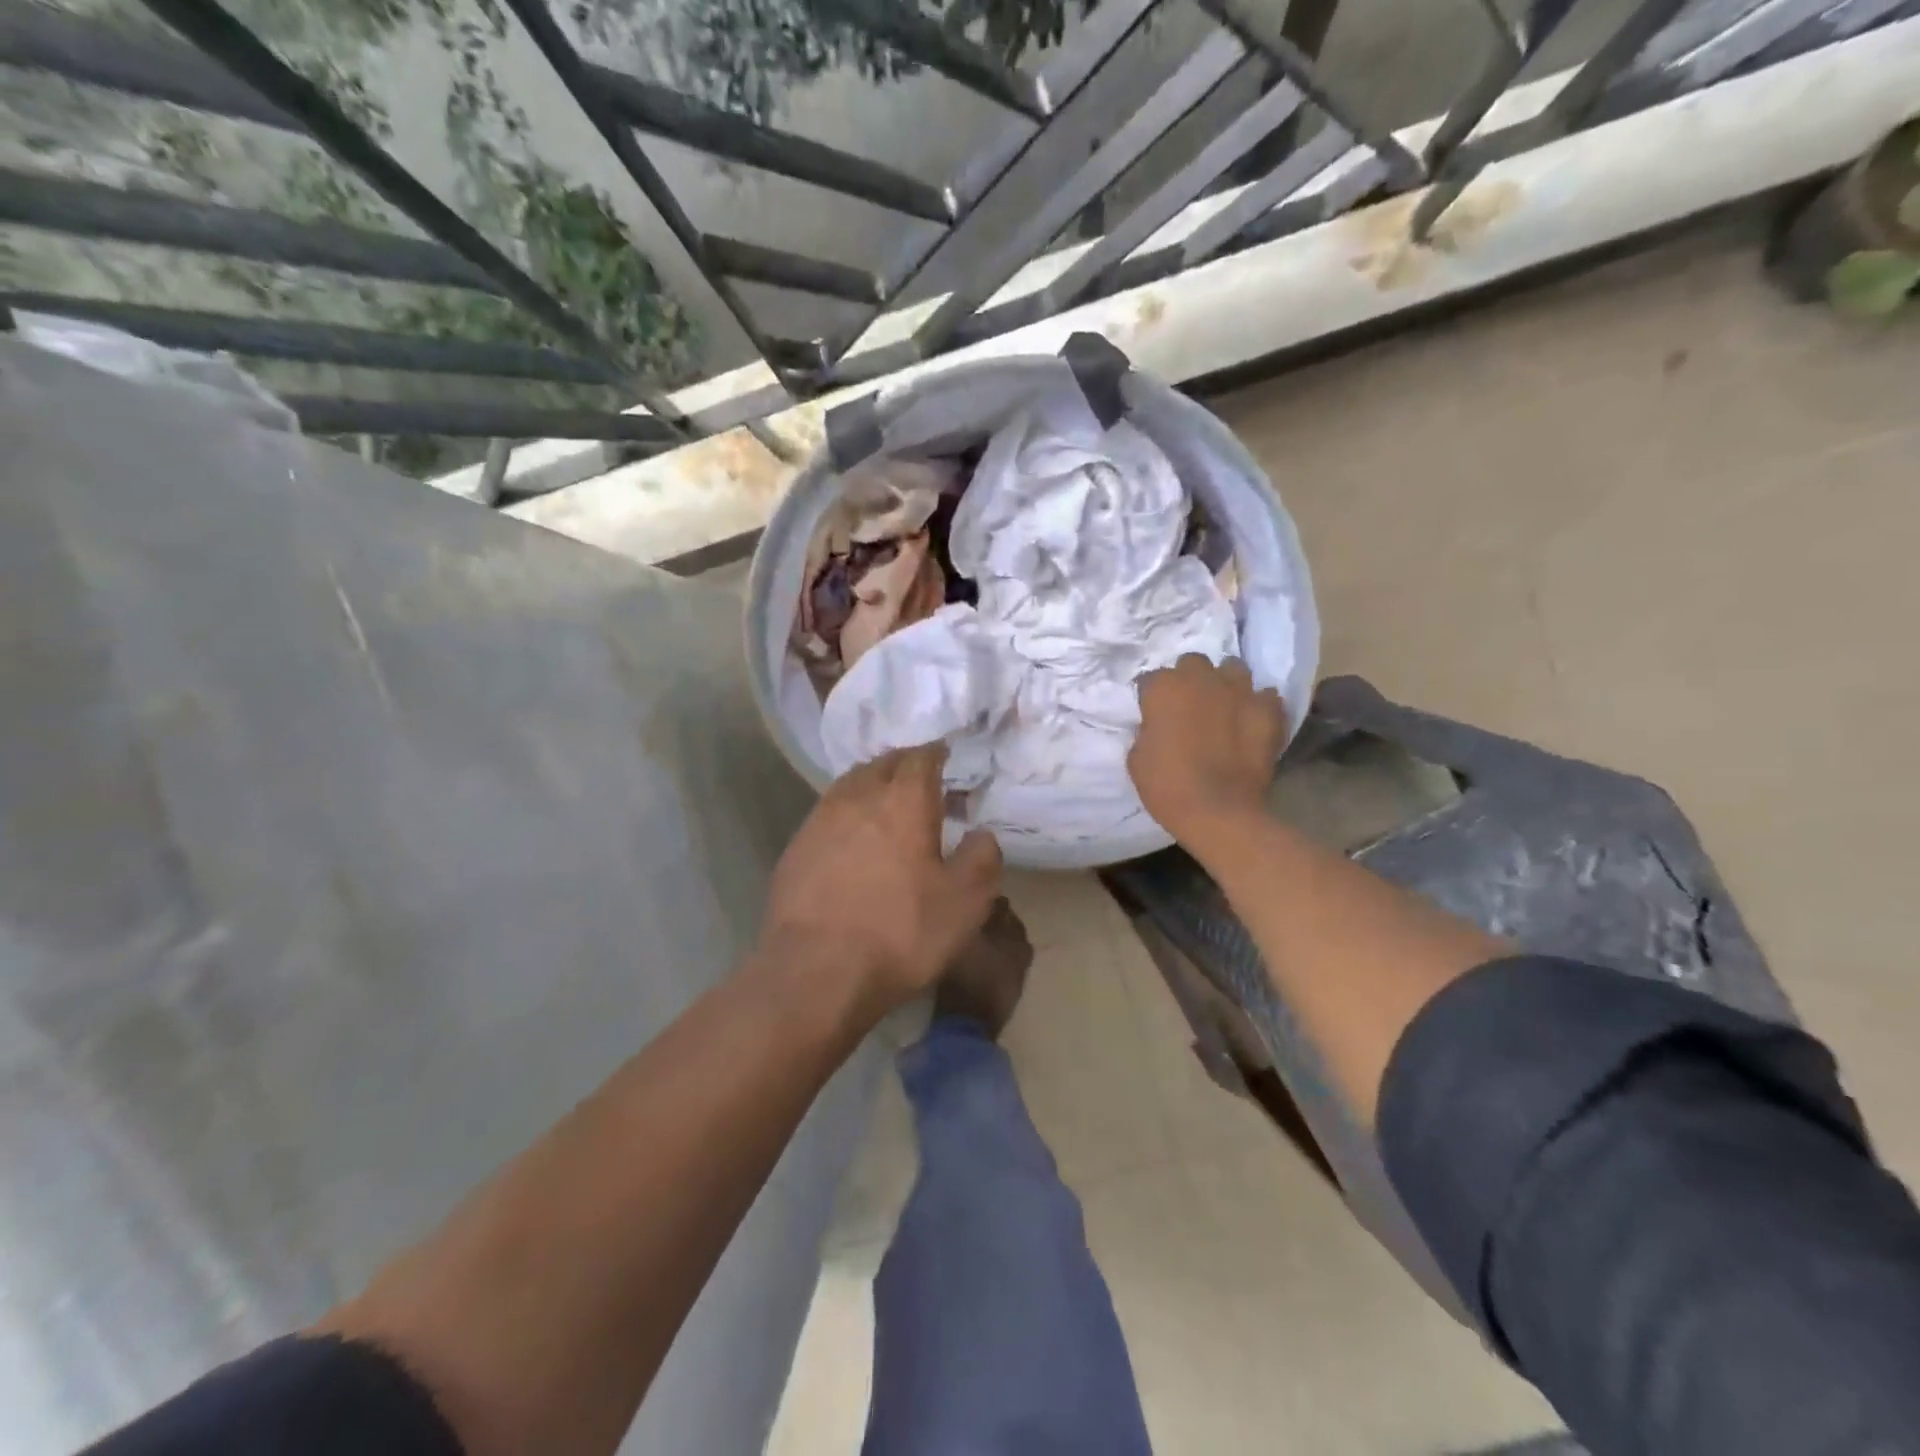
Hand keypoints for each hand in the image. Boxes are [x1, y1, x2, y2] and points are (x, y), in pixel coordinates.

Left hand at [760, 745, 1002, 1019]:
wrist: (816, 971)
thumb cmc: (900, 931)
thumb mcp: (966, 902)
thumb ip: (982, 858)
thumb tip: (981, 834)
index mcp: (903, 800)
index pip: (921, 757)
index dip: (936, 754)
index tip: (946, 757)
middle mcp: (858, 797)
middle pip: (882, 764)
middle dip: (904, 766)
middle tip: (922, 781)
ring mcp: (819, 820)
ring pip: (850, 785)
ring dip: (872, 786)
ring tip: (887, 805)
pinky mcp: (795, 848)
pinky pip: (827, 815)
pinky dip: (847, 815)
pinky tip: (853, 841)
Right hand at [1130, 655, 1285, 847]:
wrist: (1218, 812)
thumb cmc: (1167, 786)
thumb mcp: (1137, 758)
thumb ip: (1147, 730)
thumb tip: (1157, 725)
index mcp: (1164, 688)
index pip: (1151, 679)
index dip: (1151, 697)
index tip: (1152, 714)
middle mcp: (1201, 679)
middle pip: (1193, 663)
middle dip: (1189, 679)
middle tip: (1188, 705)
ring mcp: (1239, 691)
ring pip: (1233, 669)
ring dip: (1225, 683)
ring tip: (1223, 705)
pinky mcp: (1268, 710)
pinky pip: (1265, 696)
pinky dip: (1258, 705)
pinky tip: (1252, 721)